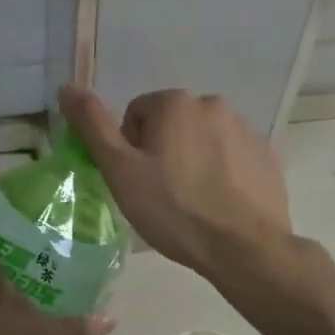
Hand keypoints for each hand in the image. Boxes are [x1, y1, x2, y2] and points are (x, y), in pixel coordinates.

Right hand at [58, 85, 292, 280]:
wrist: (244, 248)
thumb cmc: (174, 209)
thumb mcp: (121, 171)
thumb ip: (92, 126)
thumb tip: (67, 86)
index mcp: (175, 103)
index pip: (137, 114)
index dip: (130, 148)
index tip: (137, 180)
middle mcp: (213, 105)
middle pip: (171, 124)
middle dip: (162, 152)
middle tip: (161, 194)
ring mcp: (245, 129)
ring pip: (202, 140)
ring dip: (192, 160)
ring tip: (191, 202)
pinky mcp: (267, 156)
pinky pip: (232, 157)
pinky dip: (222, 173)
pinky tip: (219, 204)